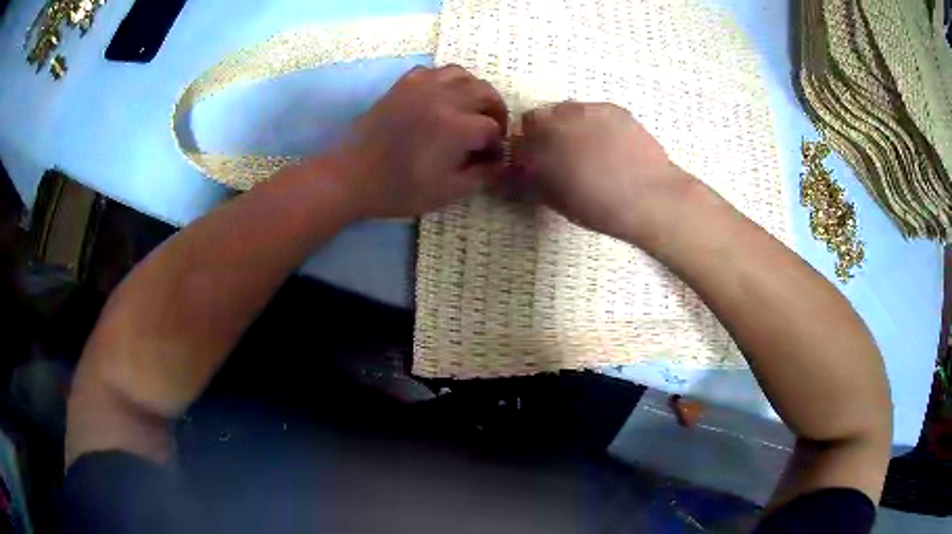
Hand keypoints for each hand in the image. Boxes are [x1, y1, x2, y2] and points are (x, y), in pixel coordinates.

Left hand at [329, 65, 508, 218]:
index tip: (491, 158)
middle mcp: (443, 98)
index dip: (497, 145)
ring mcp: (421, 87)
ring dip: (473, 90)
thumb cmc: (399, 189)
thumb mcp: (446, 192)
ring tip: (470, 108)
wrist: (351, 177)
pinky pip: (433, 71)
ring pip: (461, 74)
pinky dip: (445, 81)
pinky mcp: (402, 85)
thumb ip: (479, 175)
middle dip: (495, 111)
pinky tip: (441, 97)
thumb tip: (496, 162)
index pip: (492, 128)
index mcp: (456, 127)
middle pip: (485, 92)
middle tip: (490, 129)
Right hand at [517, 102, 696, 248]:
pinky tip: (609, 141)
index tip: (532, 164)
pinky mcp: (610, 108)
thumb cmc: (599, 208)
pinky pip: (591, 110)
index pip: (515, 143)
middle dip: (540, 132)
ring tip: (586, 145)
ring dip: (565, 123)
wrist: (648, 196)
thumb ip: (533, 182)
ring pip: (563, 110)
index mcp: (537, 148)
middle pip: (534, 119)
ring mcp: (584, 110)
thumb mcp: (557, 201)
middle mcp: (554, 122)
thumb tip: (523, 174)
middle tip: (558, 153)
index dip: (522, 153)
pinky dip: (592, 122)